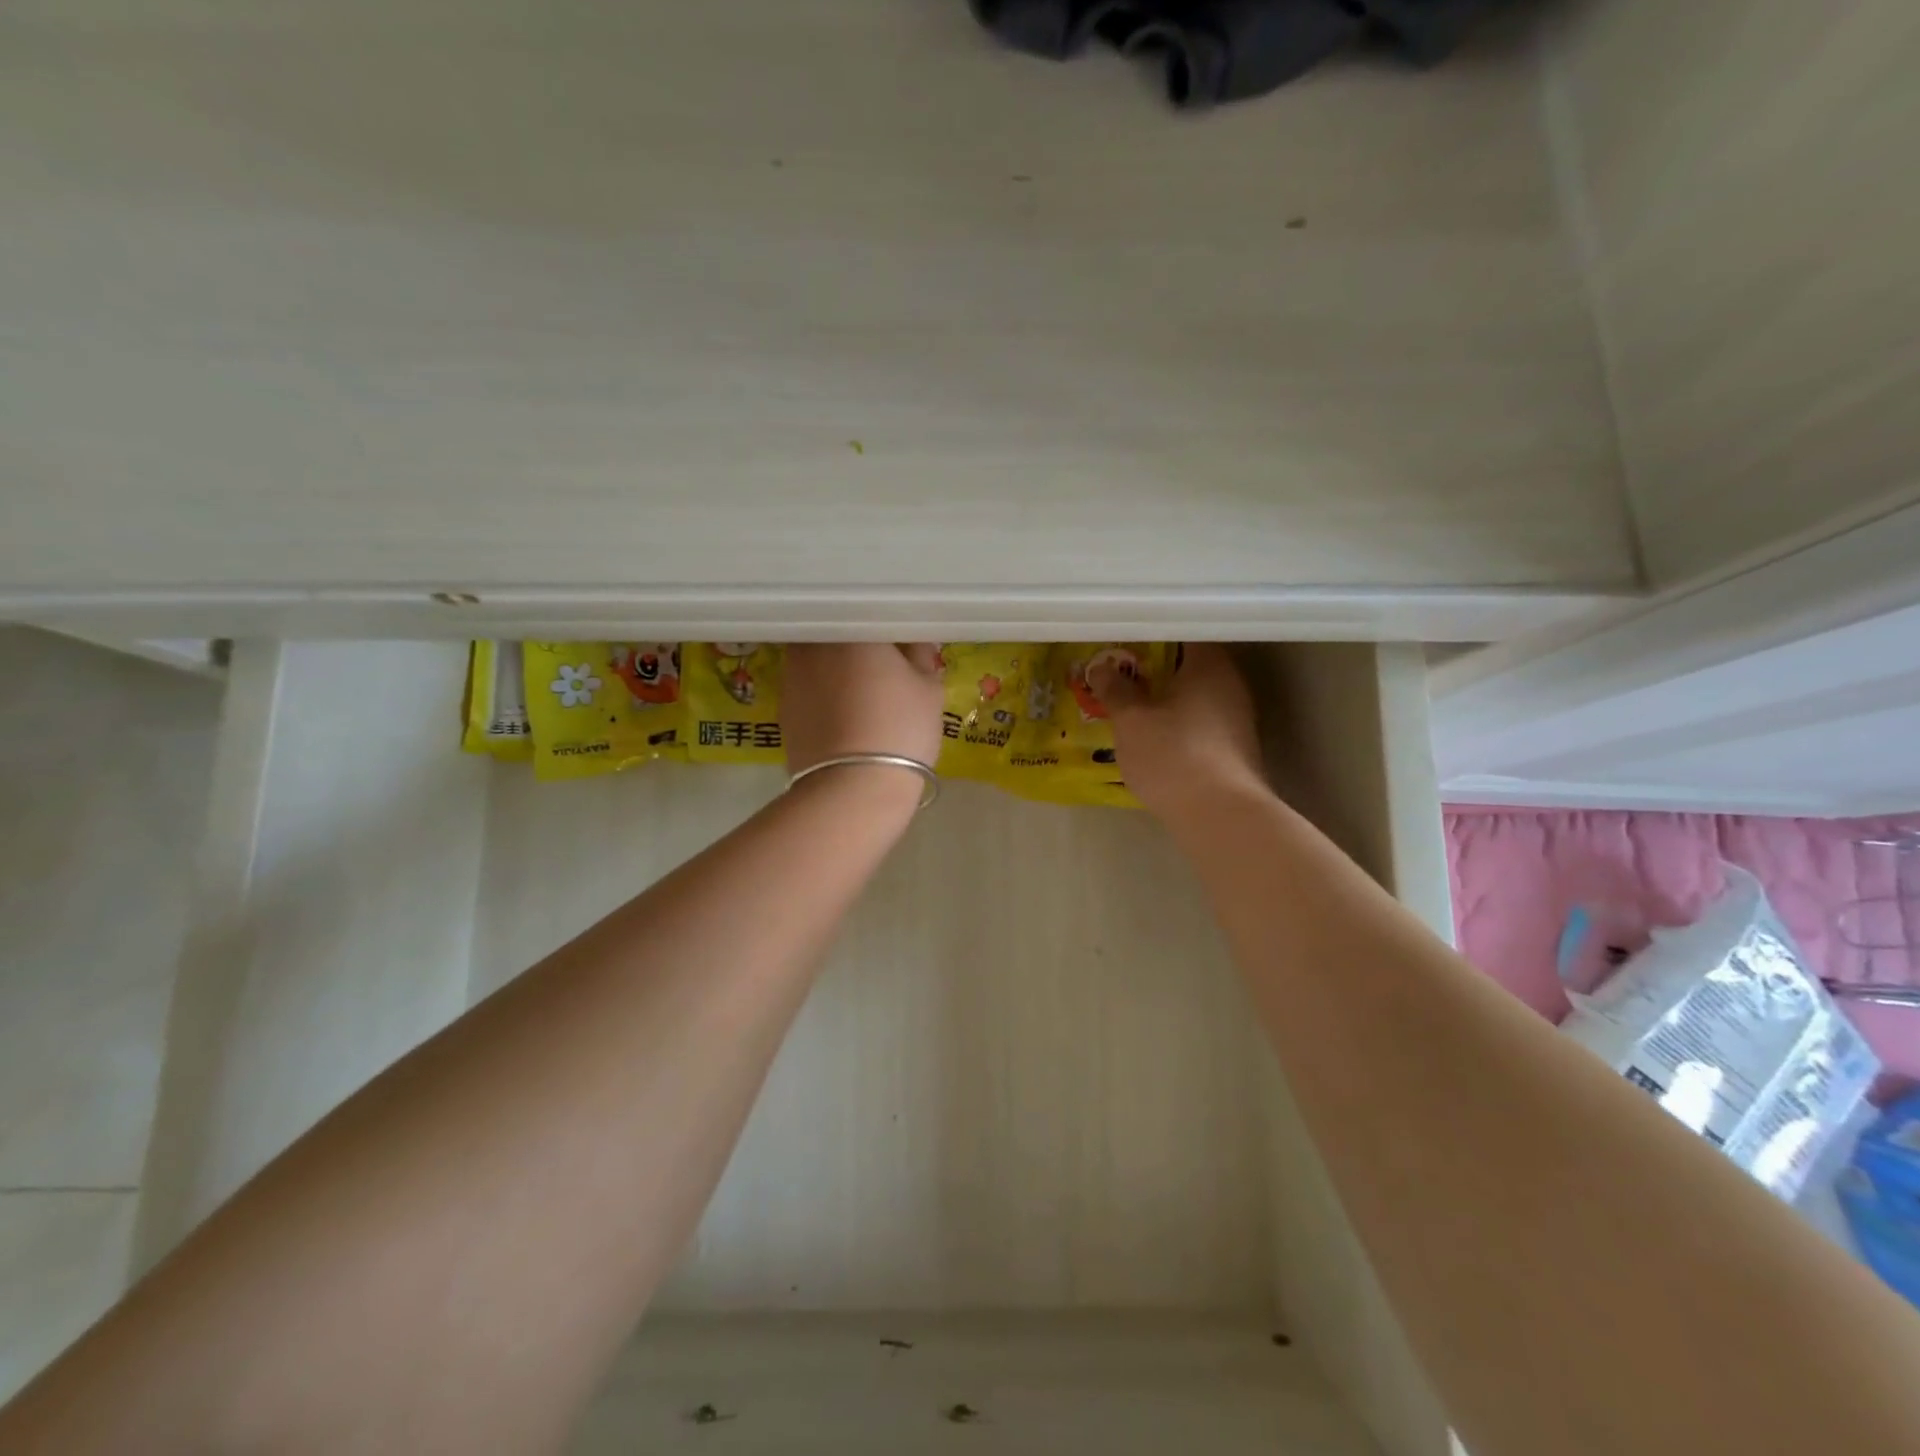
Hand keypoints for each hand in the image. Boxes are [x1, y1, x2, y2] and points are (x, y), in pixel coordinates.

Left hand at [781, 643, 945, 785]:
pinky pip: (808, 687)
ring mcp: (791, 675)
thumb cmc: (899, 728)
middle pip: (838, 633)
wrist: (852, 788)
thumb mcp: (929, 690)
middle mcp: (814, 643)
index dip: (888, 627)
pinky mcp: (782, 708)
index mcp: (851, 629)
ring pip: (818, 659)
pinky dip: (823, 692)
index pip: (870, 613)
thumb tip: (914, 645)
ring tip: (862, 689)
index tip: (903, 642)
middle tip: (883, 662)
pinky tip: (843, 712)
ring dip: (836, 667)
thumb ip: (922, 657)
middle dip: (857, 644)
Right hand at [1089, 644, 1268, 818]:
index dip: (1153, 631)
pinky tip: (1154, 735)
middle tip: (1120, 669)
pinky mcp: (1234, 749)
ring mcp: (1237, 718)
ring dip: (1166, 696)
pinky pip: (1200, 722)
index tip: (1125, 637)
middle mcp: (1230, 685)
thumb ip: (1115, 689)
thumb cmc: (1173, 754)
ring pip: (1195, 695)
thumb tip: (1101, 668)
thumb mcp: (1131, 719)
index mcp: (1210, 665)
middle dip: (1156, 666)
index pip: (1184, 630)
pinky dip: (1177, 721)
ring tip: (1130, 702)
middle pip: (1190, 663)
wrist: (1220, 815)